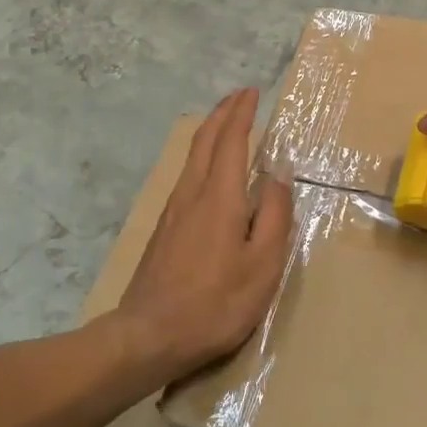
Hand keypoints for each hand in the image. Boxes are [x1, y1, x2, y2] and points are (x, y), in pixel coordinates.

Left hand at [118, 89, 293, 380]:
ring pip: (192, 155)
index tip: (252, 91)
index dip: (241, 113)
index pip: (231, 140)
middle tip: (240, 96)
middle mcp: (192, 192)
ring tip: (227, 122)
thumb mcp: (262, 266)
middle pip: (205, 139)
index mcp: (219, 196)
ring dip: (211, 130)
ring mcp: (173, 209)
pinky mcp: (164, 227)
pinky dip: (202, 153)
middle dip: (223, 112)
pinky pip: (187, 173)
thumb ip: (274, 216)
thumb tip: (277, 174)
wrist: (148, 334)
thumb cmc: (215, 303)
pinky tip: (208, 167)